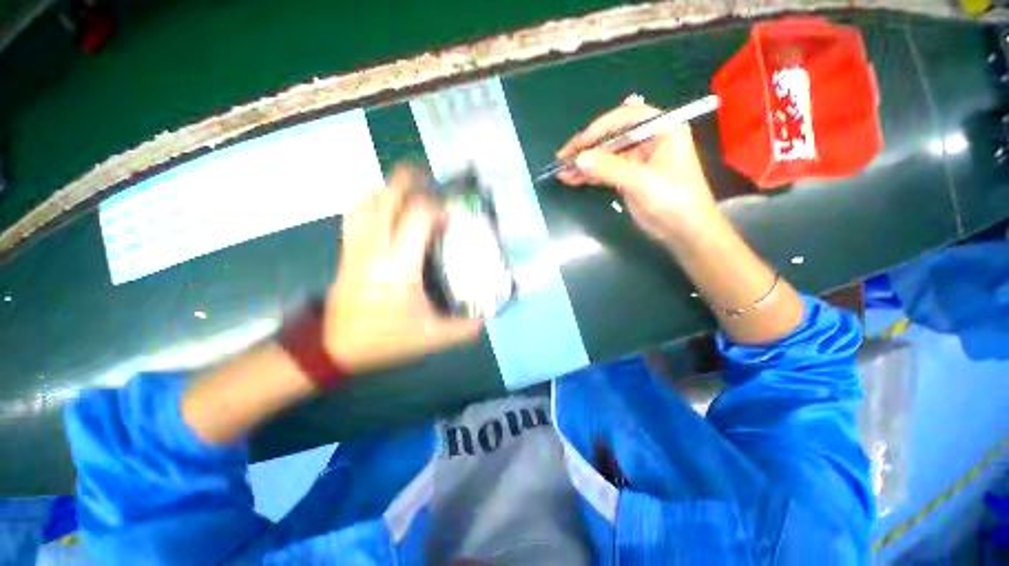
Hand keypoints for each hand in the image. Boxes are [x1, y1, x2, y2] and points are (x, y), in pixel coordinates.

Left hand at [324, 164, 483, 373]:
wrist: (335, 348)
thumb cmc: (384, 340)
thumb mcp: (430, 338)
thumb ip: (462, 329)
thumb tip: (485, 321)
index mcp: (399, 267)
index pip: (417, 218)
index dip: (436, 209)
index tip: (450, 217)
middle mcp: (375, 249)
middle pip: (387, 199)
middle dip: (408, 182)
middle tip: (429, 180)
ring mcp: (356, 248)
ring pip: (366, 201)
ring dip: (388, 189)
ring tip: (408, 190)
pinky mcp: (346, 251)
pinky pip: (354, 214)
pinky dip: (369, 201)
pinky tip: (383, 207)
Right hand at [557, 95, 718, 246]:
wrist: (685, 231)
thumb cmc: (673, 200)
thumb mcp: (641, 182)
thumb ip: (609, 168)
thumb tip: (578, 159)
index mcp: (661, 129)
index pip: (624, 119)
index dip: (598, 130)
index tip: (577, 146)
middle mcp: (648, 140)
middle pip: (611, 137)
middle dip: (586, 148)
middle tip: (562, 158)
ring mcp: (637, 160)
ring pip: (605, 156)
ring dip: (584, 164)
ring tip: (562, 172)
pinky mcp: (629, 178)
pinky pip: (605, 172)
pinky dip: (589, 176)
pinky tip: (572, 179)